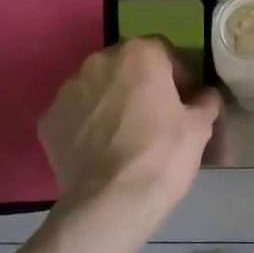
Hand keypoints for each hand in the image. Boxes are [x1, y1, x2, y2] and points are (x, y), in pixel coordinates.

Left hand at [39, 38, 219, 209]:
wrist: (111, 201)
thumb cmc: (162, 155)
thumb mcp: (199, 128)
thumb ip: (205, 102)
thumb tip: (206, 96)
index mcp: (138, 55)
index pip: (163, 51)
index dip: (177, 75)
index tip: (184, 101)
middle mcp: (98, 62)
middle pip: (126, 65)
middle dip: (140, 84)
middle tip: (155, 116)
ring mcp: (67, 90)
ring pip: (97, 88)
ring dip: (111, 101)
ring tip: (125, 135)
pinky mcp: (48, 120)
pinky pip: (75, 114)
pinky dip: (87, 125)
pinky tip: (100, 150)